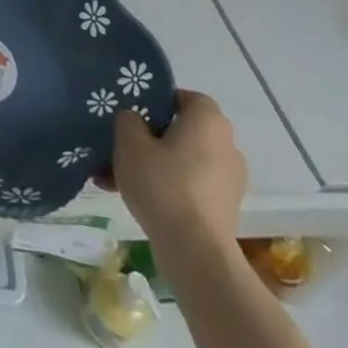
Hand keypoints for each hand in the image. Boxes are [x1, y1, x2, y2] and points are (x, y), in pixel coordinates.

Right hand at [102, 89, 246, 254]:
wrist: (195, 250)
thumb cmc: (162, 184)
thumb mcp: (129, 141)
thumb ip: (128, 119)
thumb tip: (135, 119)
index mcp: (209, 121)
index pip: (186, 97)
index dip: (158, 101)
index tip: (133, 114)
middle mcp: (227, 145)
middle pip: (183, 130)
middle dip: (151, 136)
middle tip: (122, 145)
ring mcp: (230, 179)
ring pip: (183, 159)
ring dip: (155, 163)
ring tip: (118, 176)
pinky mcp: (225, 207)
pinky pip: (190, 184)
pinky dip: (167, 185)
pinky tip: (134, 196)